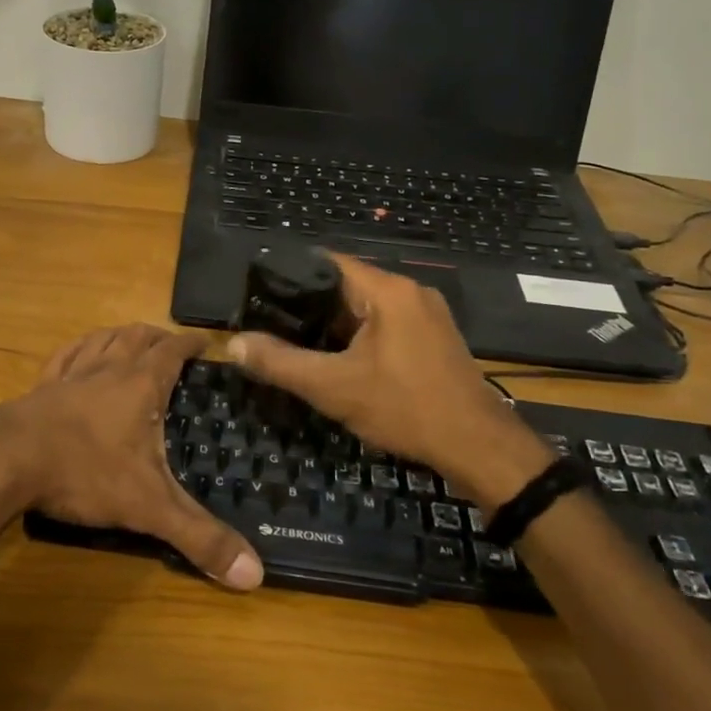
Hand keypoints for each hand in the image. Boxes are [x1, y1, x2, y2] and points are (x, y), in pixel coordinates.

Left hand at [0, 324, 262, 589]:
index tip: (207, 341)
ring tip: (132, 340)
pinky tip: (79, 354)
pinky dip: (80, 349)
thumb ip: (200, 538)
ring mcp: (70, 374)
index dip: (192, 344)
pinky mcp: (40, 387)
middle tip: (172, 345)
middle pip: (138, 337)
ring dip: (122, 336)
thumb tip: (255, 575)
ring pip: (102, 340)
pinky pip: (65, 356)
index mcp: (140, 384)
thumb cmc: (85, 472)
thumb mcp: (149, 507)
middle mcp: (108, 368)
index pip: (173, 351)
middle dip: (158, 337)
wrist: (6, 461)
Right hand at [226, 255, 549, 507]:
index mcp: (388, 290)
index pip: (328, 263)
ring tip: (297, 342)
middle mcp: (410, 292)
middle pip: (347, 285)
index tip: (260, 295)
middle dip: (310, 305)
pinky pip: (386, 324)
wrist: (478, 447)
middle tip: (272, 324)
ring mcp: (427, 314)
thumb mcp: (333, 387)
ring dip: (334, 324)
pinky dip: (359, 336)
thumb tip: (232, 344)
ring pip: (366, 307)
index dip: (291, 275)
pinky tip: (339, 359)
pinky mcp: (434, 338)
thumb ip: (280, 362)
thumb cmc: (405, 408)